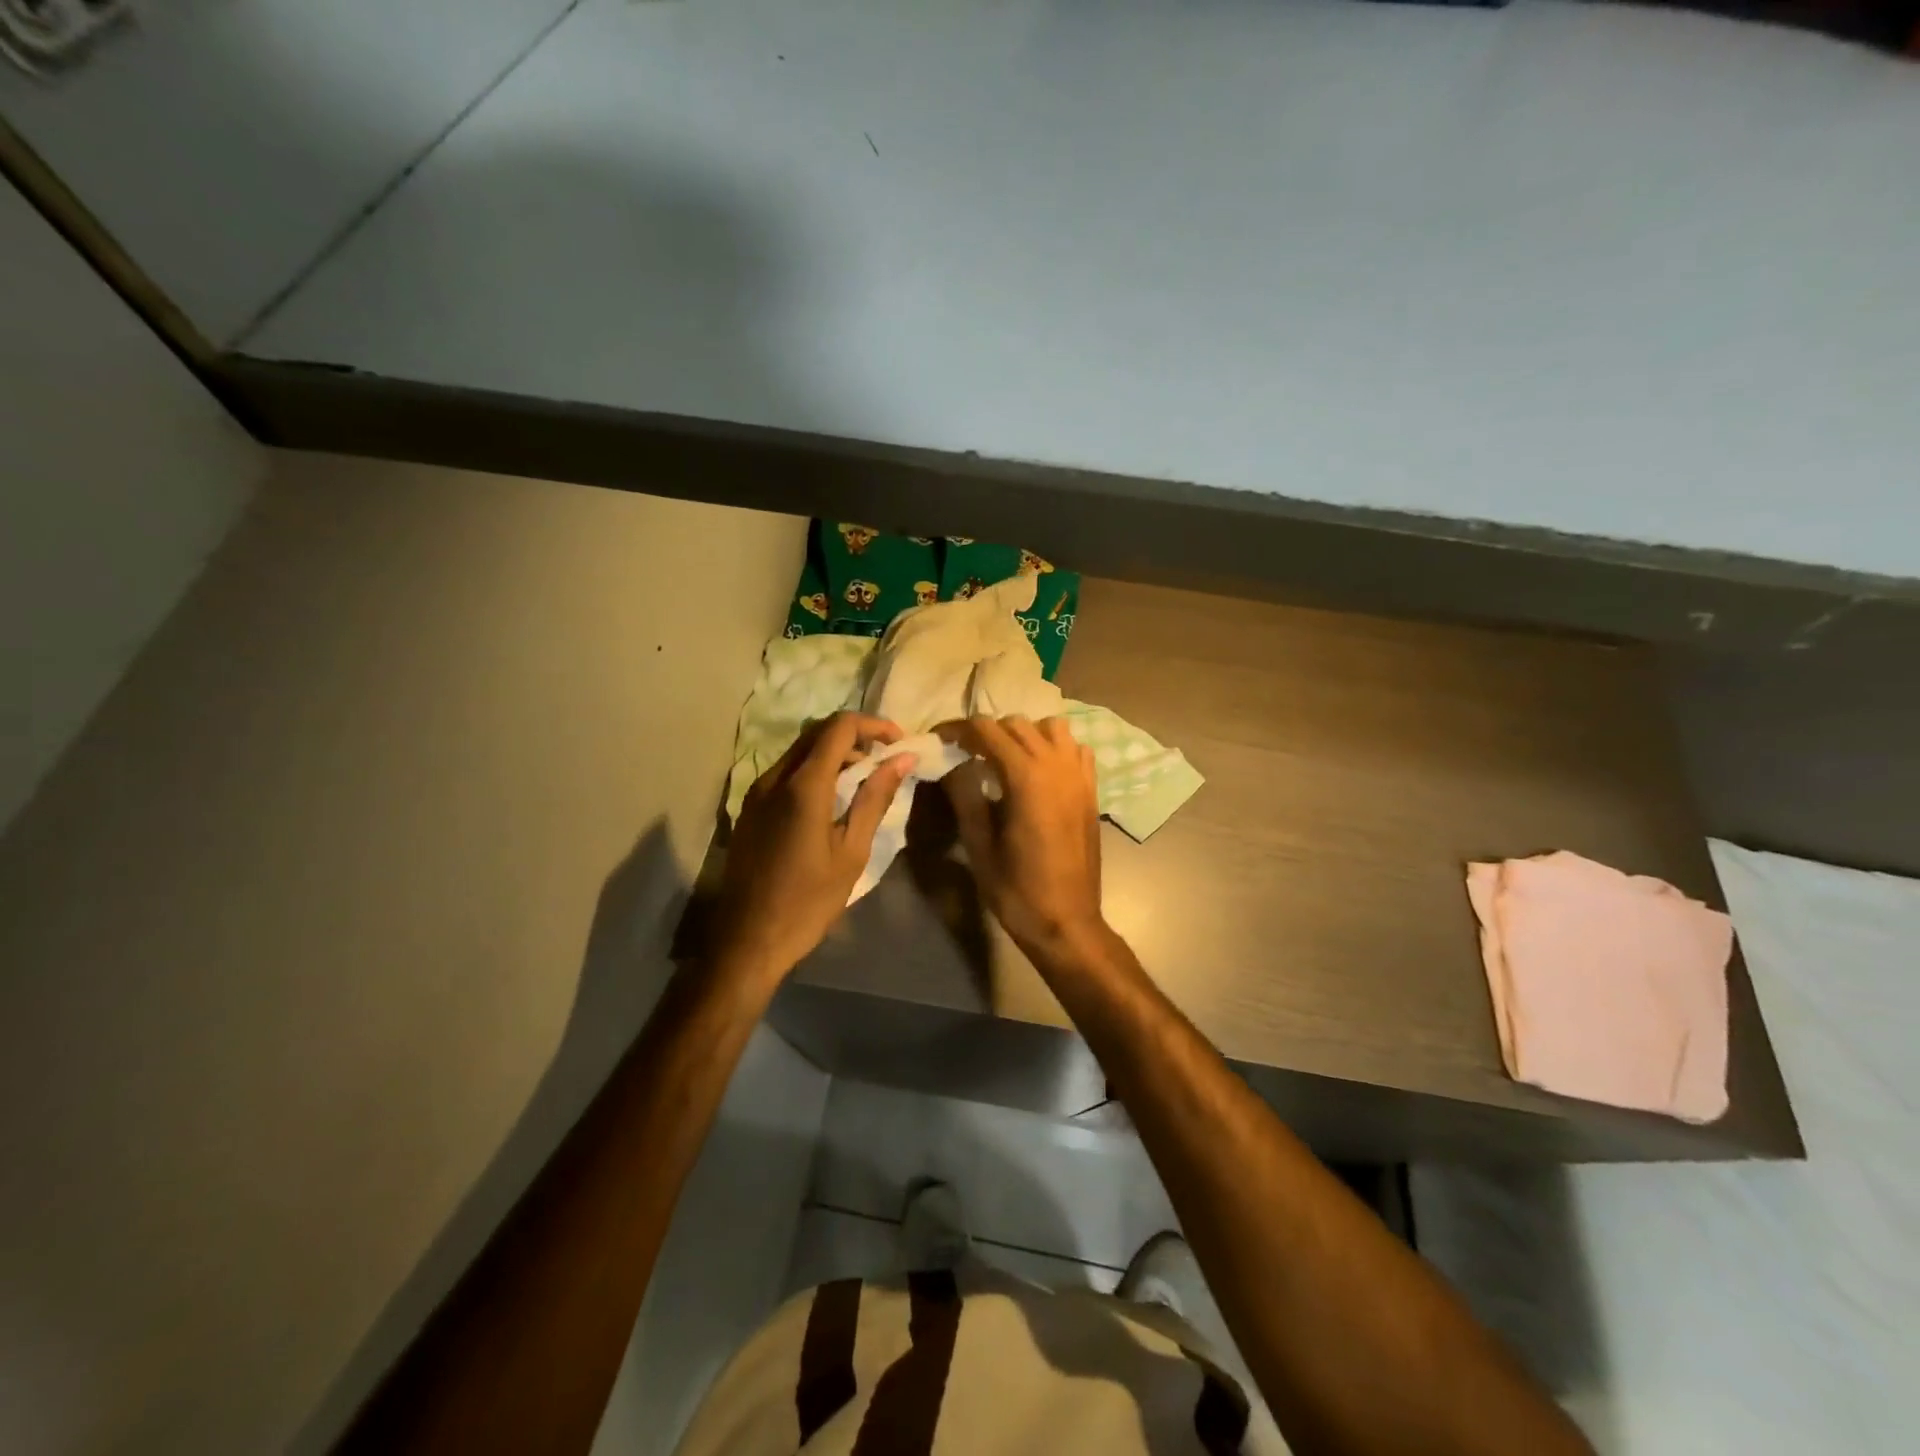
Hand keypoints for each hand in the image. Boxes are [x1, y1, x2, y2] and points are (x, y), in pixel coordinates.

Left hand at [715, 712, 914, 983]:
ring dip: (835, 753)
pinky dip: (815, 770)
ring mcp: (757, 791)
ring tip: (864, 781)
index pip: (840, 727)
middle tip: (886, 760)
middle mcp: (774, 778)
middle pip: (818, 732)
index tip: (900, 742)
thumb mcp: (852, 852)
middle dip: (857, 737)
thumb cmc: (808, 901)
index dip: (874, 725)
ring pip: (801, 750)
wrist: (747, 940)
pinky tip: (832, 800)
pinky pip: (786, 771)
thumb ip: (875, 799)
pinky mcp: (750, 807)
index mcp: (803, 787)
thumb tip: (902, 759)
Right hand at [940, 716, 1107, 959]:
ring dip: (1024, 734)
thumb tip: (951, 763)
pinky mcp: (1091, 791)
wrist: (1066, 921)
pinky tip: (1039, 772)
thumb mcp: (979, 845)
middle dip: (987, 732)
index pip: (987, 730)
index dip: (957, 729)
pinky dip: (1054, 748)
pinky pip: (1075, 749)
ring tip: (1004, 759)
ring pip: (1051, 728)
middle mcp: (1057, 766)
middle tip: (964, 754)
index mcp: (1026, 777)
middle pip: (1017, 724)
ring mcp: (1079, 776)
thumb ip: (964, 795)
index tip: (938, 739)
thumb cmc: (1017, 889)